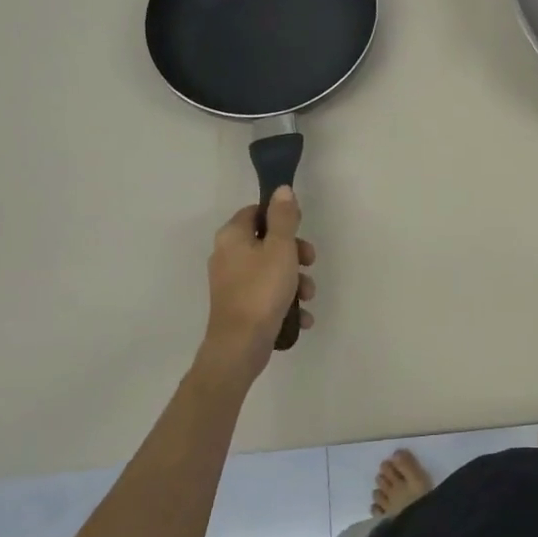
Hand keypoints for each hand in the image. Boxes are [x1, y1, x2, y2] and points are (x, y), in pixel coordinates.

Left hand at [198, 187, 316, 386]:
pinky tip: (301, 316)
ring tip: (308, 296)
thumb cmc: (261, 290)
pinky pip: (268, 294)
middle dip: (295, 253)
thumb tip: (281, 190)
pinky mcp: (241, 305)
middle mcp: (227, 256)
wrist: (240, 346)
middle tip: (310, 262)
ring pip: (271, 270)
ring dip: (295, 280)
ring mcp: (233, 283)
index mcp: (232, 237)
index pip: (256, 212)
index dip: (281, 217)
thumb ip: (283, 217)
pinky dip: (285, 301)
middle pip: (267, 242)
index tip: (300, 229)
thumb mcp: (280, 248)